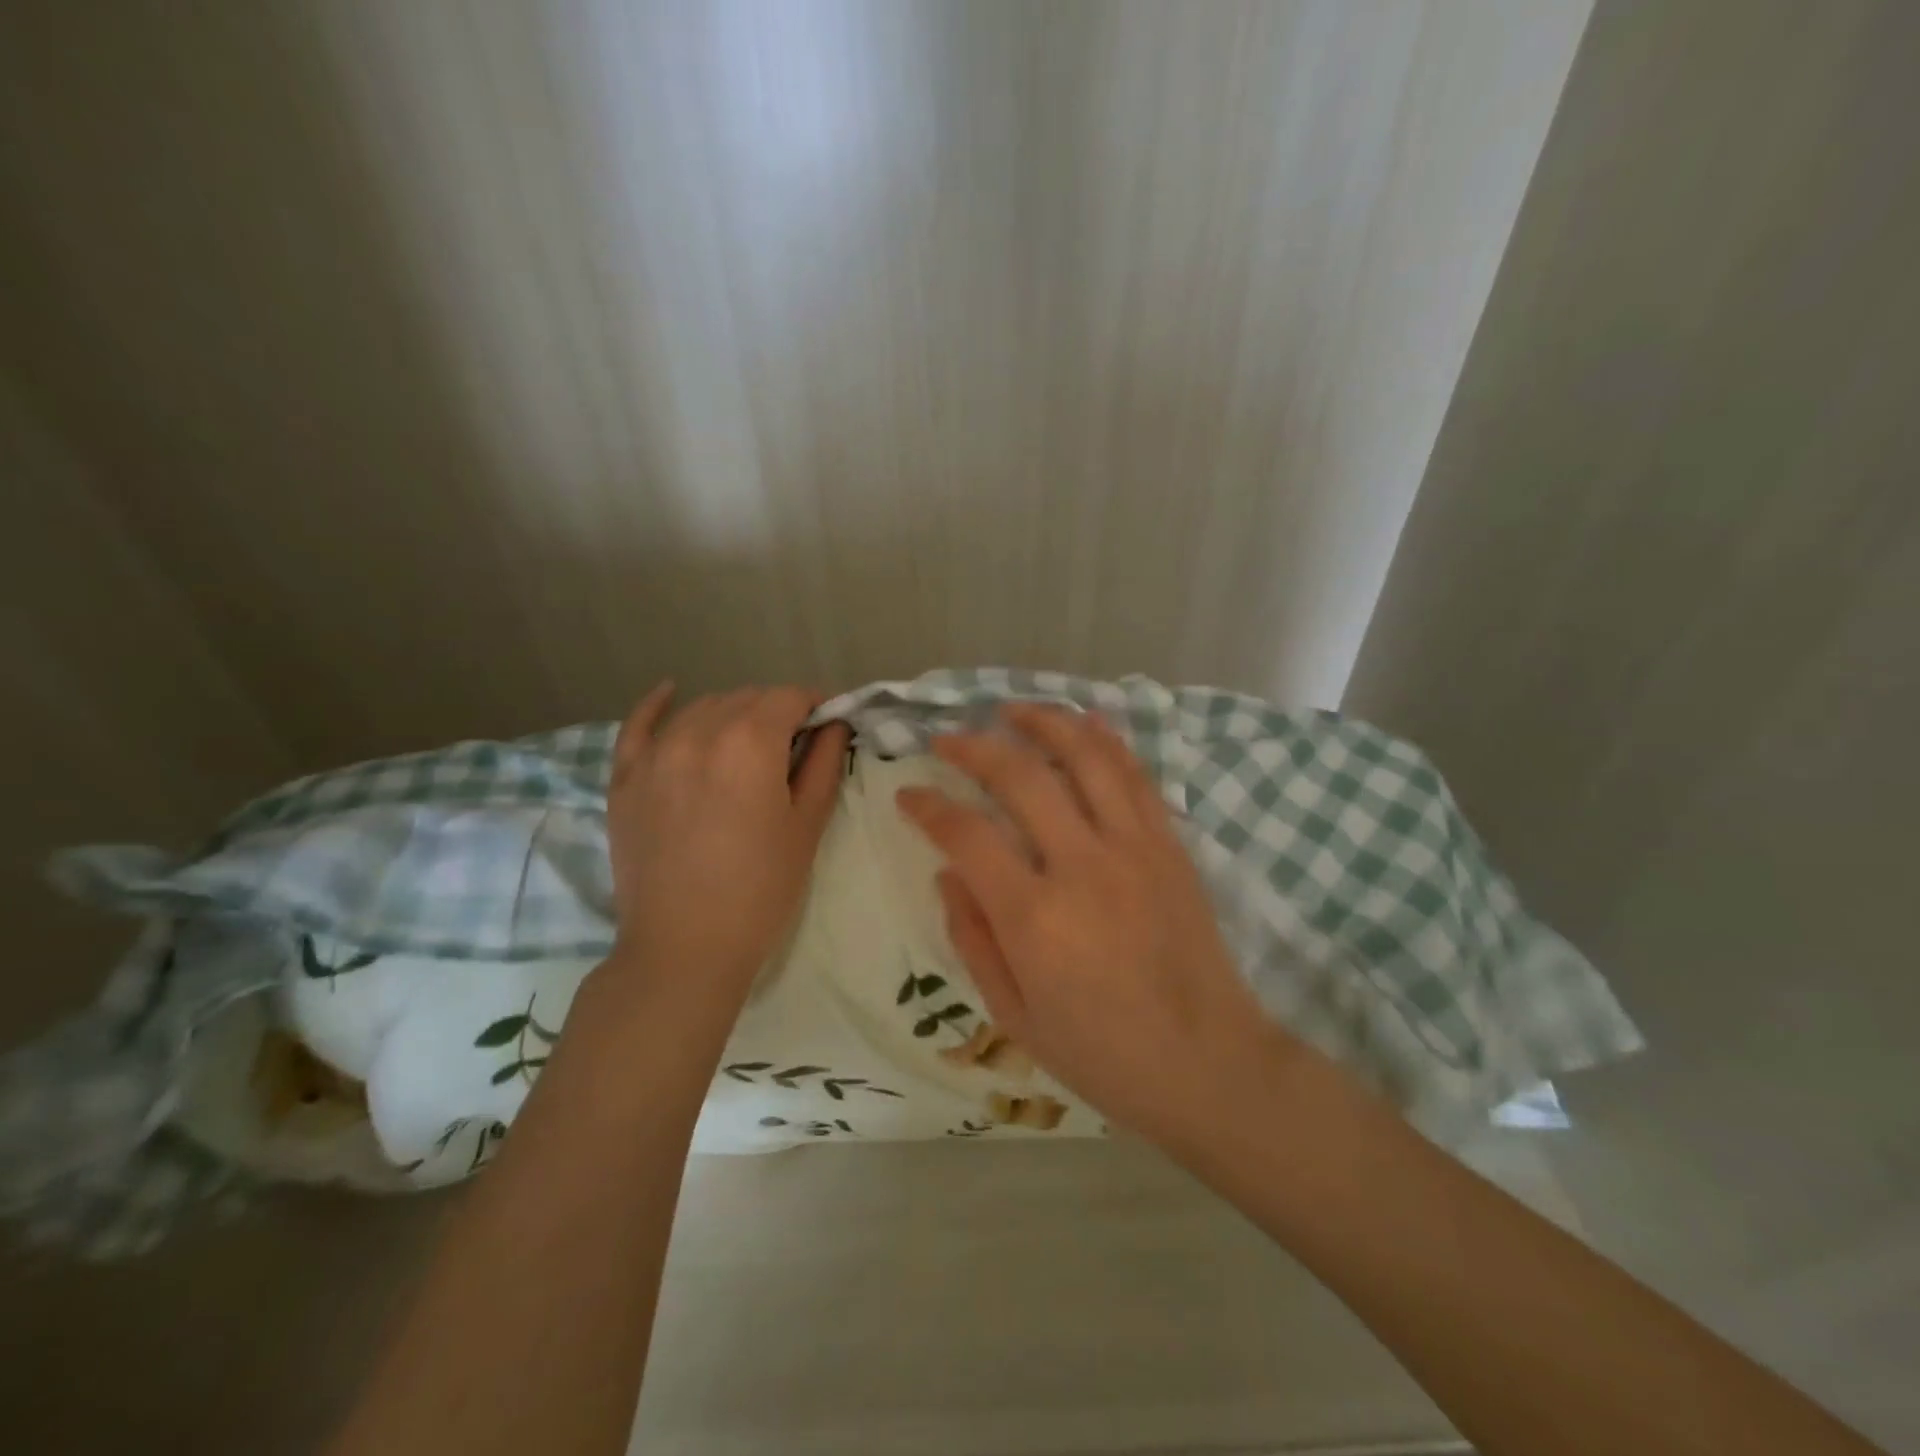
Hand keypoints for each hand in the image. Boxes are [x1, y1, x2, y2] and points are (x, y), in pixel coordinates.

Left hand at [605, 683, 848, 1004]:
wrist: (684, 948)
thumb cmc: (761, 889)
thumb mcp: (807, 825)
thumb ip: (823, 764)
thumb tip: (833, 725)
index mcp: (750, 742)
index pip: (790, 697)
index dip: (817, 705)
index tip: (830, 723)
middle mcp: (698, 732)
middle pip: (748, 698)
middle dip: (778, 711)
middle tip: (795, 745)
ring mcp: (654, 753)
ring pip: (702, 708)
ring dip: (734, 713)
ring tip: (749, 743)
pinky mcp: (624, 778)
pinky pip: (638, 725)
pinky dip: (658, 705)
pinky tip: (671, 691)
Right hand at [895, 704, 1289, 1144]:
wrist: (1207, 1064)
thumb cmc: (1102, 1053)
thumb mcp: (1015, 1015)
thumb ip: (973, 939)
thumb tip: (948, 874)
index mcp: (1034, 916)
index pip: (966, 834)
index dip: (928, 806)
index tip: (908, 794)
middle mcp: (1082, 865)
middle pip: (1020, 777)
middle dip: (974, 747)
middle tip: (948, 739)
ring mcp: (1133, 848)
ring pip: (1085, 757)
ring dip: (1043, 722)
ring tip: (1011, 709)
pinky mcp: (1169, 845)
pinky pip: (1136, 776)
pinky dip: (1108, 740)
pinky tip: (1086, 720)